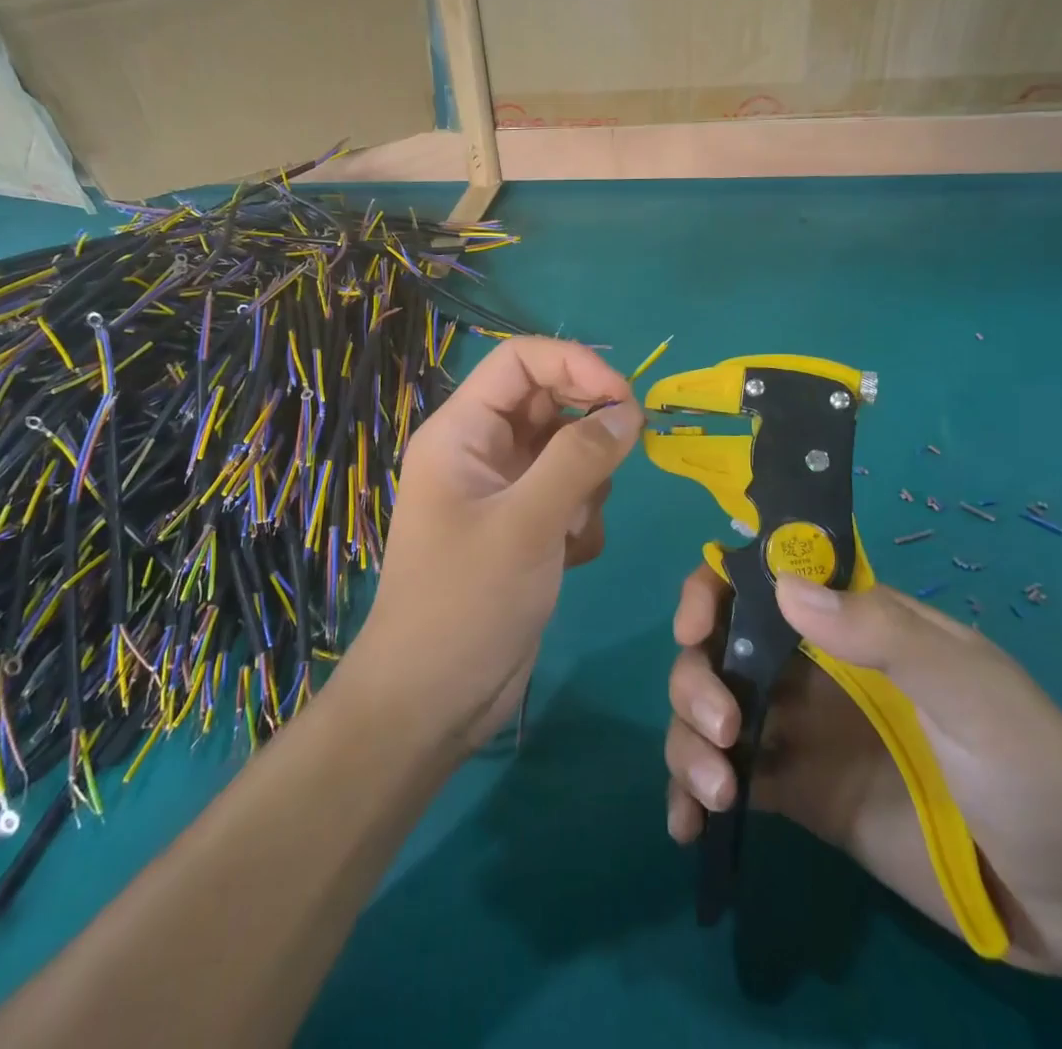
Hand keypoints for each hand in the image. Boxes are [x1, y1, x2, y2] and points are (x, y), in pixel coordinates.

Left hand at [345, 338, 640, 753]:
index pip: (520, 360)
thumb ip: (580, 459)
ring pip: (567, 451)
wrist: (433, 701)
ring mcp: (503, 490)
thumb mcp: (527, 524)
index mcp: (461, 431)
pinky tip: (568, 558)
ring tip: (570, 530)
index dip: (575, 363)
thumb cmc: (465, 603)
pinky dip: (580, 519)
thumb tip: (629, 410)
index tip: (625, 398)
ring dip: (587, 484)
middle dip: (588, 431)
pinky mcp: (523, 527)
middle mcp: (481, 450)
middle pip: (549, 402)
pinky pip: (569, 495)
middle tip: (619, 463)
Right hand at [664, 568, 1061, 978]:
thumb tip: (785, 587)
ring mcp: (801, 735)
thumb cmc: (1036, 770)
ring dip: (687, 738)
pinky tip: (687, 826)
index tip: (695, 628)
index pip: (761, 582)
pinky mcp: (799, 798)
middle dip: (696, 677)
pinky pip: (728, 780)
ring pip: (711, 711)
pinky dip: (693, 795)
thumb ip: (885, 634)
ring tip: (714, 790)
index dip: (714, 590)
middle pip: (719, 648)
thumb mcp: (973, 691)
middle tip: (719, 729)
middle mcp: (812, 670)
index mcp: (850, 624)